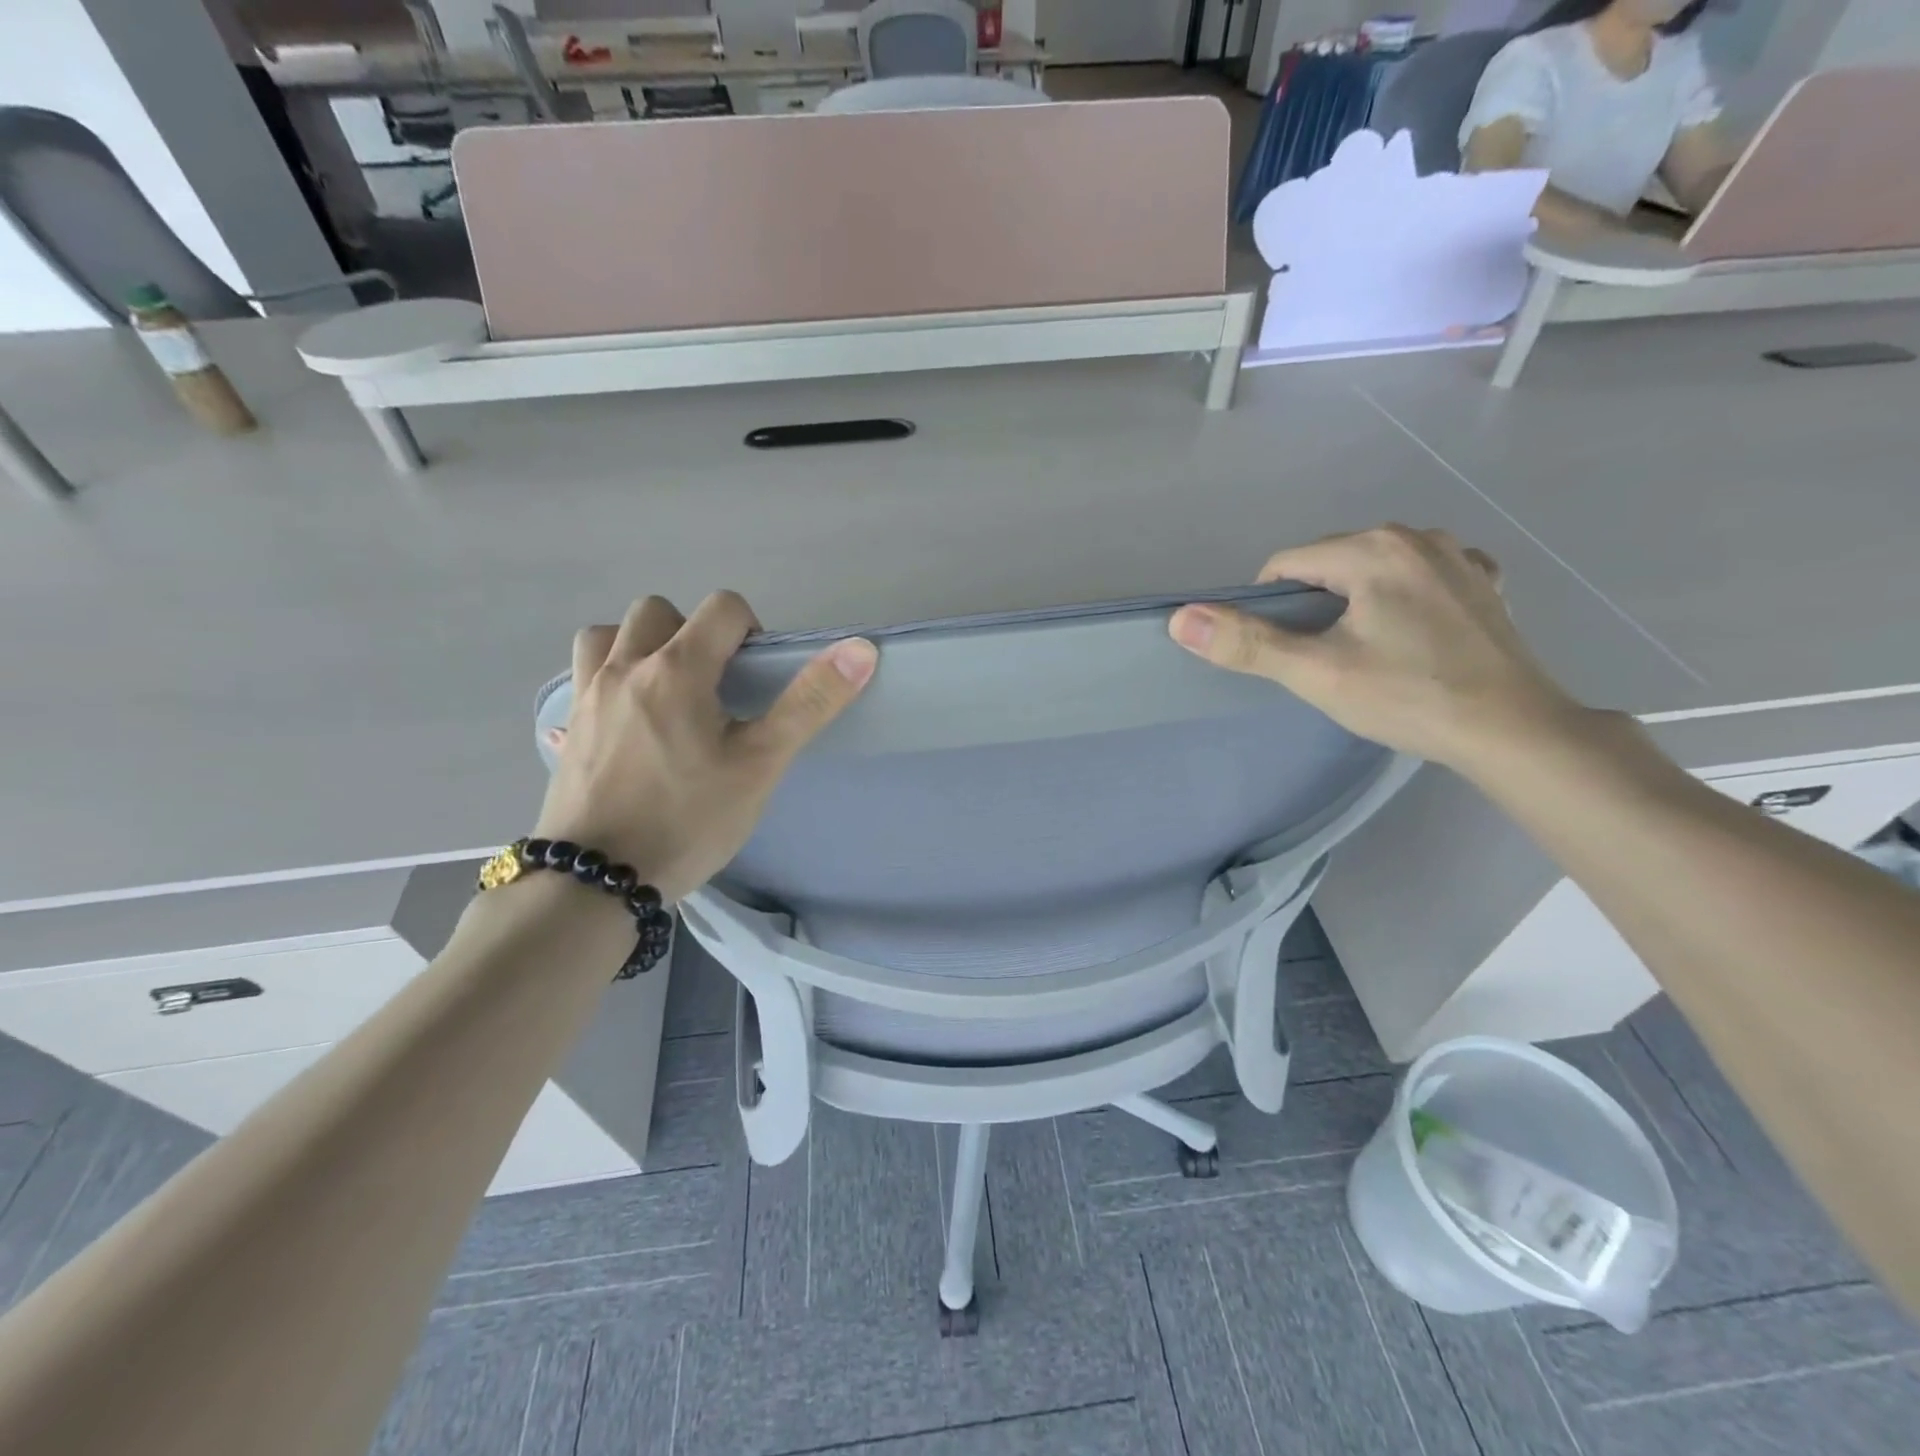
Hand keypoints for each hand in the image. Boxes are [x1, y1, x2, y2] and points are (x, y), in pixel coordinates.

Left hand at [534, 592, 876, 900]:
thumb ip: (809, 703)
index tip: (756, 679)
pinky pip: (584, 675)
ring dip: (643, 644)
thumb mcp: (761, 764)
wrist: (597, 882)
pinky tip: (628, 716)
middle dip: (695, 632)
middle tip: (715, 687)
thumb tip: (860, 649)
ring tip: (668, 691)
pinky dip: (609, 675)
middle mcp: (625, 668)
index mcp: (677, 669)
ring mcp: (587, 696)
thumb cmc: (688, 820)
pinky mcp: (568, 727)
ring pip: (610, 634)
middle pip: (660, 611)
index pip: (722, 608)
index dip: (751, 630)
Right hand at [1168, 526, 1583, 770]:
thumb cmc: (1408, 697)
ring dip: (1356, 600)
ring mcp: (1459, 555)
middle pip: (1330, 562)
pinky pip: (1421, 575)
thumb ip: (1247, 643)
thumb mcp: (1315, 673)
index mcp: (1372, 549)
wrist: (1513, 730)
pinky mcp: (1484, 582)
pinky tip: (1411, 631)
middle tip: (1324, 658)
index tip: (1286, 651)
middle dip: (1313, 603)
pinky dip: (1404, 596)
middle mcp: (1418, 535)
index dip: (1269, 607)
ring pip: (1374, 568)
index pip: (1286, 564)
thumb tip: (1181, 618)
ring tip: (1367, 650)